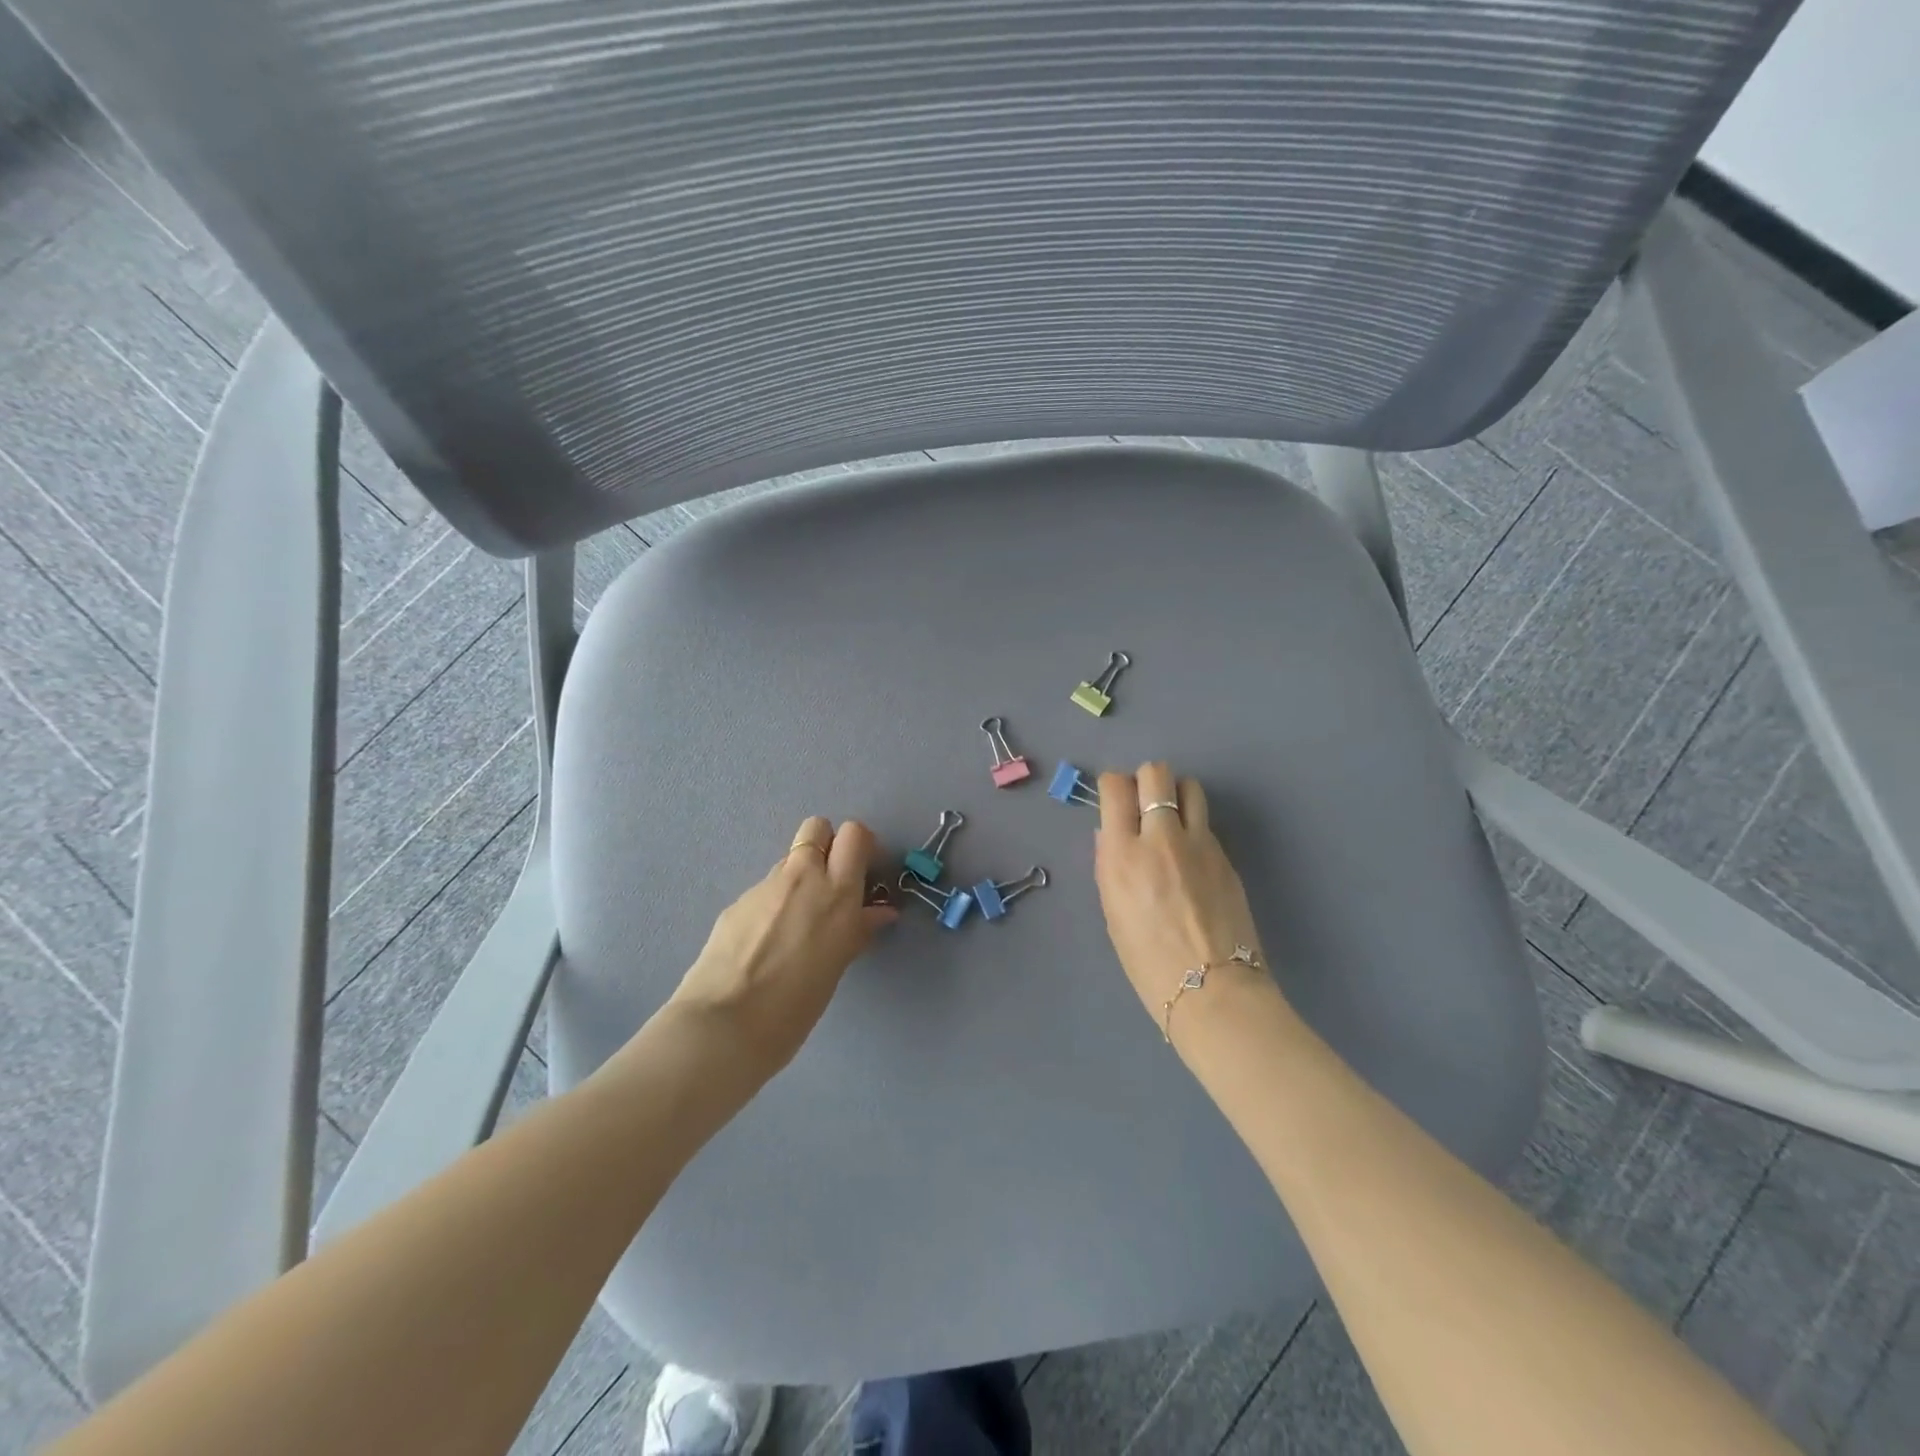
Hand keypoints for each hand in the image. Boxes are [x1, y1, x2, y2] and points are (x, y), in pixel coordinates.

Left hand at [669, 817, 897, 1076]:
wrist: (725, 1024)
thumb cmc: (797, 1005)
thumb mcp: (837, 966)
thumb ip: (858, 930)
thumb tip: (880, 912)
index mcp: (838, 892)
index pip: (854, 834)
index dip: (858, 847)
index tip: (861, 874)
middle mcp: (802, 877)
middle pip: (817, 827)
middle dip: (826, 844)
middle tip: (829, 883)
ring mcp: (765, 886)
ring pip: (789, 860)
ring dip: (798, 877)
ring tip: (794, 922)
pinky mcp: (736, 902)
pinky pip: (764, 889)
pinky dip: (772, 903)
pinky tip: (764, 941)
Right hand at [1094, 763, 1269, 1042]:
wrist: (1212, 989)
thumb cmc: (1147, 961)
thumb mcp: (1112, 911)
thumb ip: (1110, 864)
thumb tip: (1111, 835)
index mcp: (1122, 853)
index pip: (1116, 787)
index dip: (1113, 786)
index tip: (1115, 801)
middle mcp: (1160, 837)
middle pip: (1156, 773)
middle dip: (1146, 781)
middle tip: (1145, 804)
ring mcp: (1199, 843)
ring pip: (1190, 787)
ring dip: (1177, 795)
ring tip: (1173, 820)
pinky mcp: (1225, 856)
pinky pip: (1206, 823)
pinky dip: (1195, 828)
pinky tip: (1192, 858)